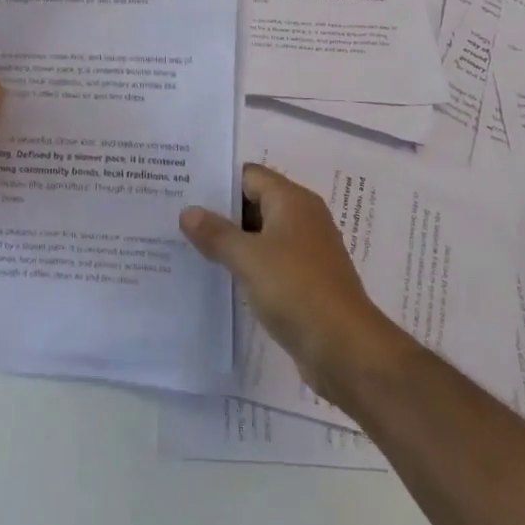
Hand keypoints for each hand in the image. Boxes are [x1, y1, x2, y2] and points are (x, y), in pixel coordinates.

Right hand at [179, 163, 407, 404]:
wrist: (346, 349)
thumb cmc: (296, 290)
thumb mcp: (249, 258)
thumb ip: (216, 233)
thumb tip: (188, 212)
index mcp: (292, 200)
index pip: (249, 175)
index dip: (218, 181)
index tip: (184, 189)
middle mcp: (303, 218)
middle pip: (256, 202)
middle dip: (221, 212)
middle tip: (178, 217)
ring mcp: (307, 251)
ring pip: (262, 234)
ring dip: (233, 240)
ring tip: (190, 246)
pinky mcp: (306, 281)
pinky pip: (270, 261)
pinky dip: (248, 264)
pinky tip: (220, 276)